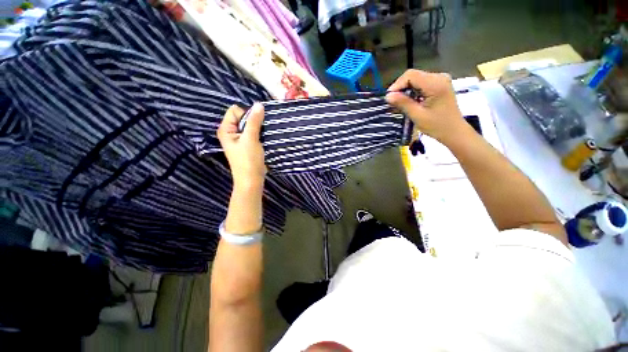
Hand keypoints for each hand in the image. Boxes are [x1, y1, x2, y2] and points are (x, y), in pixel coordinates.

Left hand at [217, 104, 265, 189]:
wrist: (252, 180)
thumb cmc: (248, 160)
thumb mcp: (251, 139)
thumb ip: (254, 121)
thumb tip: (259, 104)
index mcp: (226, 130)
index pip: (235, 111)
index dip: (246, 114)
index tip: (255, 125)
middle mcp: (231, 133)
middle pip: (242, 117)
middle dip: (253, 121)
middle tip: (260, 131)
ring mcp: (239, 140)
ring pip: (249, 126)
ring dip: (258, 128)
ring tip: (263, 136)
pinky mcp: (247, 145)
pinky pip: (253, 134)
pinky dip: (259, 134)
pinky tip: (264, 139)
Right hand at [386, 70, 469, 144]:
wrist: (454, 131)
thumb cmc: (437, 126)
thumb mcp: (417, 115)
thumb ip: (403, 103)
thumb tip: (388, 95)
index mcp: (435, 84)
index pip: (411, 75)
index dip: (397, 85)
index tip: (389, 98)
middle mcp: (439, 77)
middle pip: (413, 76)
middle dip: (401, 88)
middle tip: (393, 102)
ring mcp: (440, 80)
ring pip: (416, 79)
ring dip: (406, 90)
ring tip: (399, 103)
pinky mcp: (439, 85)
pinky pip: (421, 84)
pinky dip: (413, 91)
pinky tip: (409, 101)